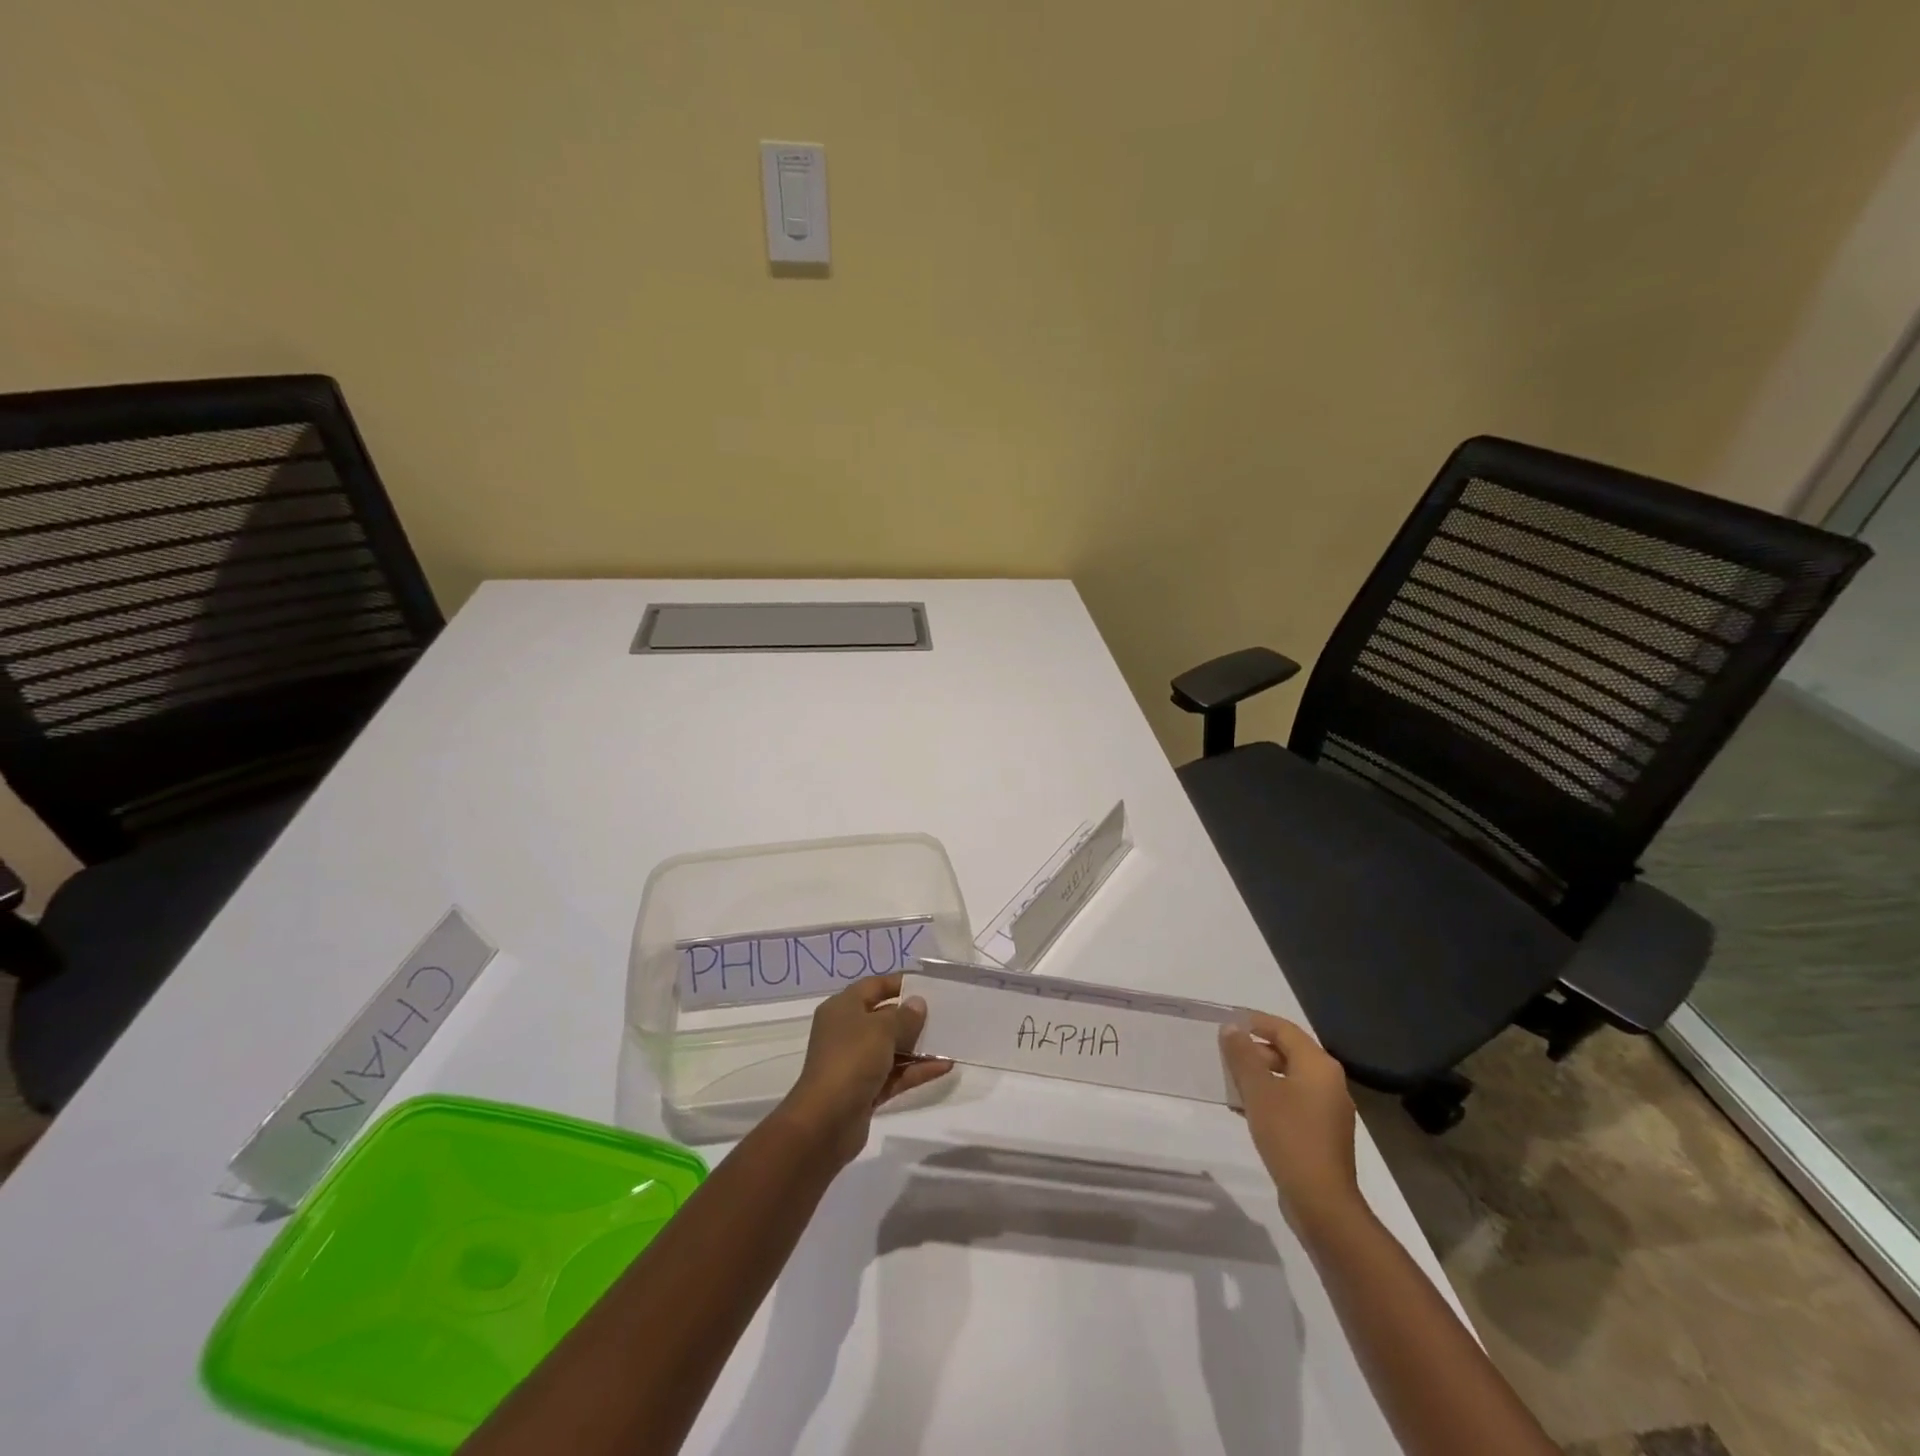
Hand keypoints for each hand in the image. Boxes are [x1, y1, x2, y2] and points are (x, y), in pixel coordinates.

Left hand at [778, 973, 951, 1165]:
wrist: (825, 1122)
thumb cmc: (850, 1060)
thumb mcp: (881, 1030)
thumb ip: (904, 1016)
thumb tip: (918, 1003)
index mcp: (843, 1009)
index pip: (873, 986)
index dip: (898, 983)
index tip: (927, 985)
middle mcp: (847, 1032)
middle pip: (884, 1018)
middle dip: (912, 1017)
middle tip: (944, 1013)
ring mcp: (856, 1063)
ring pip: (892, 1048)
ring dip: (919, 1046)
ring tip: (950, 1041)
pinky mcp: (867, 1090)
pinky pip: (896, 1074)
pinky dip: (917, 1070)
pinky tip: (944, 1067)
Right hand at [1220, 1012, 1360, 1229]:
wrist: (1321, 1201)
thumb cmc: (1289, 1135)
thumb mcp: (1258, 1090)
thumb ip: (1242, 1056)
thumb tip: (1231, 1028)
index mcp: (1318, 1066)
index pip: (1284, 1030)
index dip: (1256, 1022)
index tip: (1228, 1023)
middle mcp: (1329, 1082)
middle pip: (1288, 1053)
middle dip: (1254, 1051)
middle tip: (1224, 1055)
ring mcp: (1328, 1110)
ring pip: (1288, 1079)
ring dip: (1259, 1076)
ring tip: (1229, 1082)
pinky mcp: (1321, 1133)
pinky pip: (1292, 1102)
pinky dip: (1269, 1098)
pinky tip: (1244, 1110)